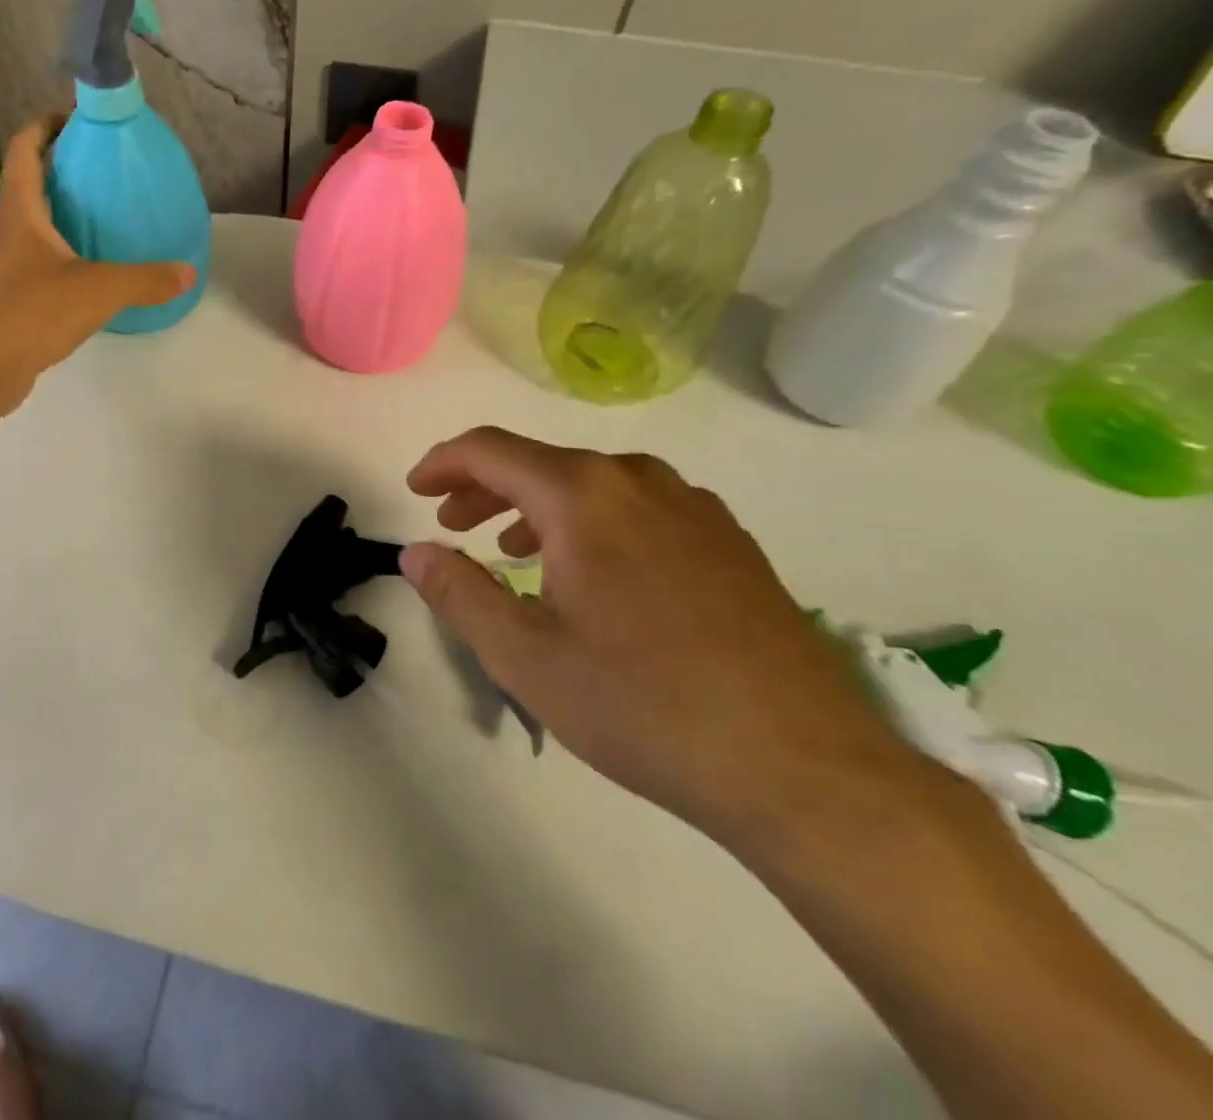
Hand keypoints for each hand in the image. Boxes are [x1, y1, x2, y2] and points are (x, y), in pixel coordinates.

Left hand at [0, 115, 195, 409]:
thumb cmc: (31, 313)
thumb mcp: (99, 290)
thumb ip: (145, 279)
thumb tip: (188, 272)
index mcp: (21, 213)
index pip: (24, 149)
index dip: (46, 125)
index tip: (77, 118)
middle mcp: (7, 232)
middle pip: (29, 184)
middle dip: (62, 169)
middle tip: (104, 170)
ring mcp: (4, 266)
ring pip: (33, 226)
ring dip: (61, 214)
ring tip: (103, 216)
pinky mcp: (9, 297)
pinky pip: (38, 261)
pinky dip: (62, 254)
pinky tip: (91, 270)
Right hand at [399, 428, 929, 849]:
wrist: (804, 767)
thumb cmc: (642, 705)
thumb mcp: (524, 656)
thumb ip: (458, 593)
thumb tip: (415, 552)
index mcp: (582, 495)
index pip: (490, 450)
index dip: (442, 463)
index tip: (415, 491)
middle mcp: (638, 480)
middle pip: (541, 462)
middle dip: (485, 488)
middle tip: (454, 526)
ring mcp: (693, 506)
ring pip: (592, 484)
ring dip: (538, 506)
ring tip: (514, 550)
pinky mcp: (729, 540)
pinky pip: (638, 507)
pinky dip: (592, 523)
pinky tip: (595, 574)